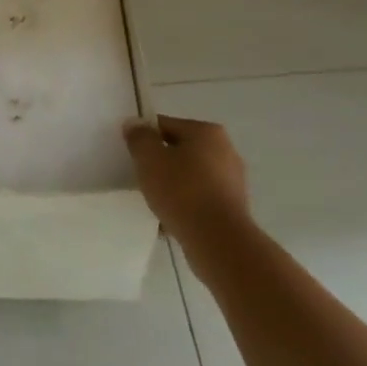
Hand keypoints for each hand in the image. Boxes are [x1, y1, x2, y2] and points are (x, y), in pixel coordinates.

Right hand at [123, 114, 249, 246]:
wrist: (219, 241)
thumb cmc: (182, 191)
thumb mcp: (149, 159)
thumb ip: (139, 137)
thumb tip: (134, 124)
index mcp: (206, 131)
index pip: (165, 125)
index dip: (145, 138)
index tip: (132, 156)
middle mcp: (225, 150)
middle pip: (180, 150)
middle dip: (161, 163)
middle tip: (142, 179)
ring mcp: (233, 180)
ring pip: (191, 176)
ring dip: (174, 186)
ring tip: (155, 202)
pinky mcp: (234, 207)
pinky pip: (202, 199)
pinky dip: (187, 205)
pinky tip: (172, 220)